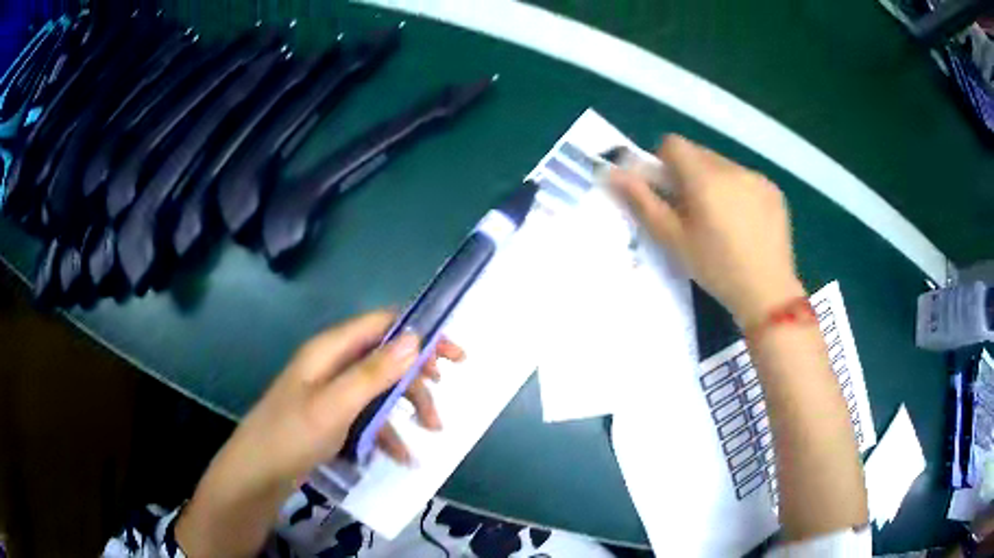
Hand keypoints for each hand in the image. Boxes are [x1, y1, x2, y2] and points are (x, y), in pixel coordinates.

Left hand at [176, 310, 463, 556]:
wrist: (258, 473)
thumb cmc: (292, 434)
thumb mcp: (335, 404)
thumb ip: (374, 371)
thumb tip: (414, 337)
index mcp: (331, 349)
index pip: (384, 325)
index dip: (421, 333)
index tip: (453, 355)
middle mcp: (334, 364)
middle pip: (386, 358)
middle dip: (417, 379)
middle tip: (443, 402)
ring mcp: (333, 391)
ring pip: (380, 389)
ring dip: (406, 407)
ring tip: (431, 432)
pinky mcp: (333, 416)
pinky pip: (368, 415)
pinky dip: (387, 431)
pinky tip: (402, 455)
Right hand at [610, 135, 804, 326]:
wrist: (768, 293)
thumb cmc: (715, 268)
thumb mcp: (673, 239)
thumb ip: (642, 201)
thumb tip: (612, 172)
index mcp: (704, 177)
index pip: (672, 144)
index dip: (662, 163)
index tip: (667, 193)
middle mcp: (732, 168)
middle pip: (698, 153)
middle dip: (688, 174)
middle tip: (692, 212)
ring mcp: (757, 177)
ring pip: (722, 165)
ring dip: (713, 182)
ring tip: (721, 221)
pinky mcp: (773, 190)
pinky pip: (745, 178)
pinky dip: (737, 191)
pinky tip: (744, 224)